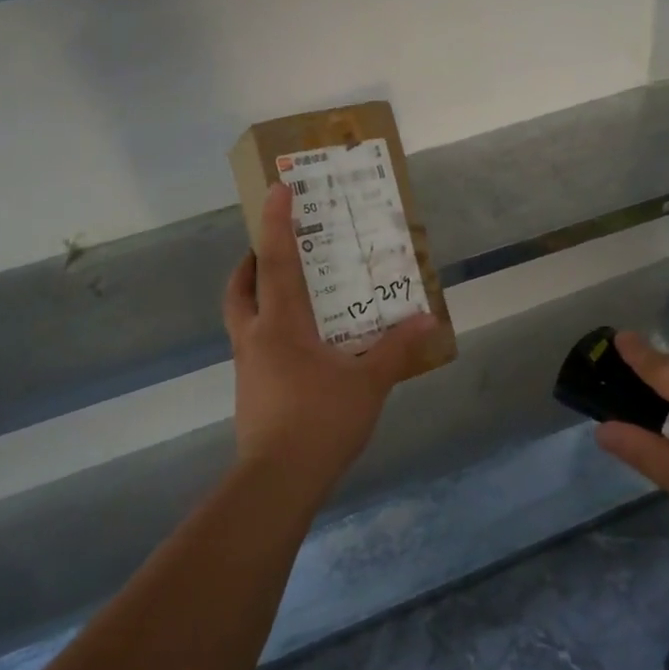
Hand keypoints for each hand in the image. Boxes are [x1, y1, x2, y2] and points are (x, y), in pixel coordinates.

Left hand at [223, 183, 442, 505]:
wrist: (277, 482)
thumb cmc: (320, 420)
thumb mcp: (369, 383)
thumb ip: (397, 348)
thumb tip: (428, 318)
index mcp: (281, 324)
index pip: (275, 260)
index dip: (275, 221)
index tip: (277, 188)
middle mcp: (256, 337)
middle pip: (240, 287)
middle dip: (251, 261)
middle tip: (275, 248)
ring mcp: (247, 366)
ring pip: (241, 316)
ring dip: (256, 294)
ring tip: (289, 291)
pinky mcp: (250, 390)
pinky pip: (254, 343)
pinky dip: (269, 328)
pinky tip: (301, 345)